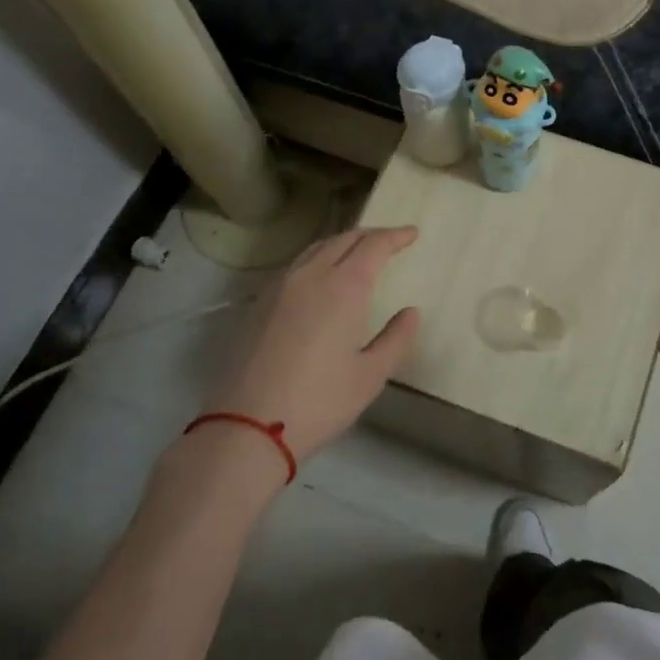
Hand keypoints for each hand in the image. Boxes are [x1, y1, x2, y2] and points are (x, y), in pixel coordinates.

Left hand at [214, 227, 421, 461]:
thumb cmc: (319, 401)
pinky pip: (296, 265)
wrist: (246, 425)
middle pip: (344, 239)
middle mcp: (311, 275)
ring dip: (342, 244)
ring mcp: (279, 286)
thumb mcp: (370, 376)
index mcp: (344, 286)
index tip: (412, 233)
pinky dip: (318, 259)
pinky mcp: (258, 302)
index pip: (374, 245)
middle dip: (370, 235)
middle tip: (390, 241)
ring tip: (357, 254)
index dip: (396, 236)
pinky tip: (321, 278)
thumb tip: (410, 312)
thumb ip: (396, 339)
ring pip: (316, 249)